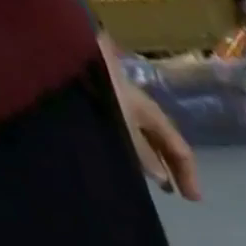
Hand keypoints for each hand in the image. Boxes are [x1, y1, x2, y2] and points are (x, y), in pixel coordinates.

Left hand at [101, 35, 201, 199]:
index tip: (193, 200)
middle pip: (160, 140)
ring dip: (149, 159)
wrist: (53, 45)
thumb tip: (161, 177)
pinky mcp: (92, 100)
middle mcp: (135, 105)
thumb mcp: (122, 124)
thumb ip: (141, 152)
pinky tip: (124, 159)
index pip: (179, 147)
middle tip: (174, 192)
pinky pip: (120, 130)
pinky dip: (128, 148)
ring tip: (151, 180)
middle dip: (170, 166)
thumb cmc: (95, 87)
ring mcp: (113, 101)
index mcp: (149, 111)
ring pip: (140, 135)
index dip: (189, 174)